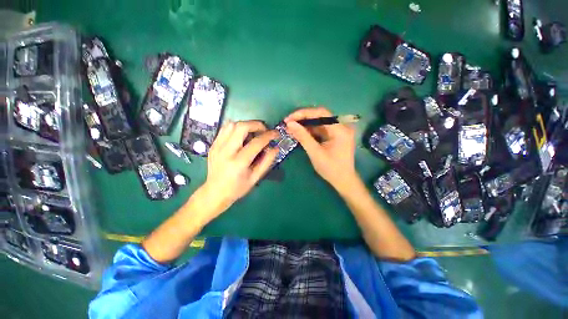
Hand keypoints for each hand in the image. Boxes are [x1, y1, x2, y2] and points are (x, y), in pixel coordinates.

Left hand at [199, 120, 278, 217]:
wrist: (215, 193)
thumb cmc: (237, 188)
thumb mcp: (255, 178)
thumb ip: (267, 162)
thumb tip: (275, 147)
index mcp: (238, 162)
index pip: (256, 142)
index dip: (269, 135)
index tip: (276, 133)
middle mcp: (226, 151)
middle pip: (241, 127)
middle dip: (256, 125)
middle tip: (264, 131)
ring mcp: (217, 146)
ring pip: (231, 124)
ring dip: (246, 125)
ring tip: (253, 133)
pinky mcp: (213, 145)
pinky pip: (225, 129)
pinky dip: (236, 128)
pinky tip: (242, 136)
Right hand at [285, 107, 357, 192]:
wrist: (343, 180)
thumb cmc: (331, 169)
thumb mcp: (315, 153)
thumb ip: (303, 137)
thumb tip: (290, 124)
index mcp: (340, 130)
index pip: (321, 113)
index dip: (303, 113)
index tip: (289, 119)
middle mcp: (341, 127)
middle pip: (320, 116)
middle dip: (303, 119)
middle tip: (288, 123)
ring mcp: (339, 131)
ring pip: (319, 122)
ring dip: (305, 125)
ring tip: (291, 128)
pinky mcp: (335, 136)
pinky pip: (321, 129)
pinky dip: (310, 131)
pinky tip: (300, 133)